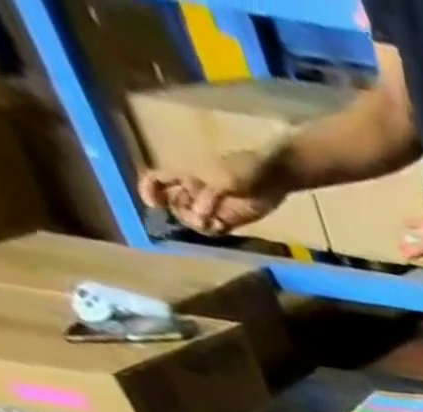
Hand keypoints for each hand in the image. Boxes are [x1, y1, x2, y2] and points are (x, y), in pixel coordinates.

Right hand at [138, 152, 283, 234]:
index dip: (149, 190)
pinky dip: (214, 231)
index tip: (153, 205)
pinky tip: (221, 228)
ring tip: (211, 225)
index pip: (157, 179)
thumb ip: (210, 196)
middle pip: (175, 204)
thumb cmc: (245, 169)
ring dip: (197, 224)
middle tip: (196, 219)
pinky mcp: (231, 219)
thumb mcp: (224, 179)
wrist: (273, 178)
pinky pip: (215, 228)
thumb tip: (199, 215)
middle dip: (180, 214)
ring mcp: (213, 206)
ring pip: (193, 218)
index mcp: (186, 174)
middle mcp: (195, 191)